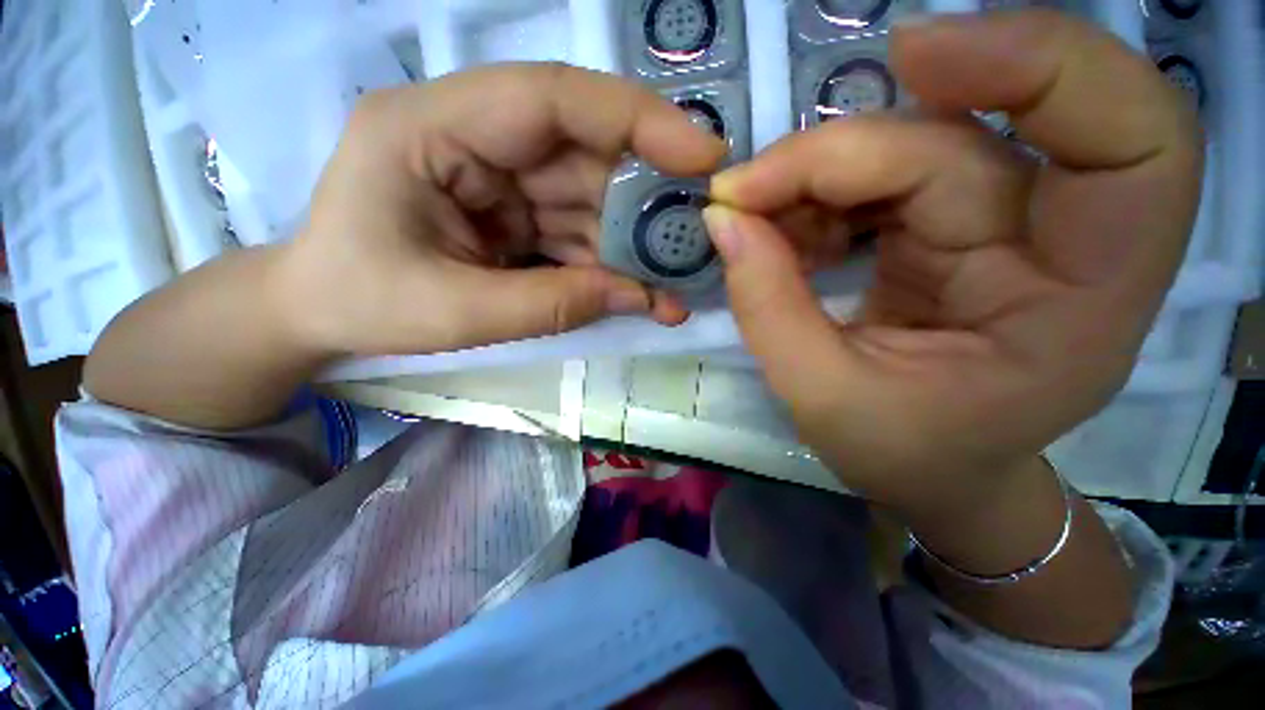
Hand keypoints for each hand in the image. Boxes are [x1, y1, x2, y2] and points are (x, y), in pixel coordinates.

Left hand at [274, 63, 726, 357]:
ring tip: (672, 286)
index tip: (703, 154)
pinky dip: (607, 264)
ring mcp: (497, 176)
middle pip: (583, 154)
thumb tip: (639, 297)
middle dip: (643, 202)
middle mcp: (473, 137)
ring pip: (587, 199)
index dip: (638, 120)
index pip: (552, 98)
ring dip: (631, 245)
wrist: (319, 312)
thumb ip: (551, 304)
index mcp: (432, 127)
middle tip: (696, 238)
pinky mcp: (513, 211)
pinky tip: (636, 294)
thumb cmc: (363, 302)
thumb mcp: (455, 312)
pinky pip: (574, 231)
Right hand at [704, 11, 1201, 519]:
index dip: (1041, 63)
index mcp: (1079, 304)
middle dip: (833, 156)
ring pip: (906, 150)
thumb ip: (768, 307)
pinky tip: (777, 235)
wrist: (933, 472)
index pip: (1133, 140)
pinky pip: (876, 182)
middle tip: (742, 192)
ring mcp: (1000, 229)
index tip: (910, 54)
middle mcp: (1056, 245)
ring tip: (750, 223)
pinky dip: (813, 198)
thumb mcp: (821, 397)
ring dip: (810, 179)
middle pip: (954, 142)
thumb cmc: (902, 455)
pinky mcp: (949, 228)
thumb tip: (723, 219)